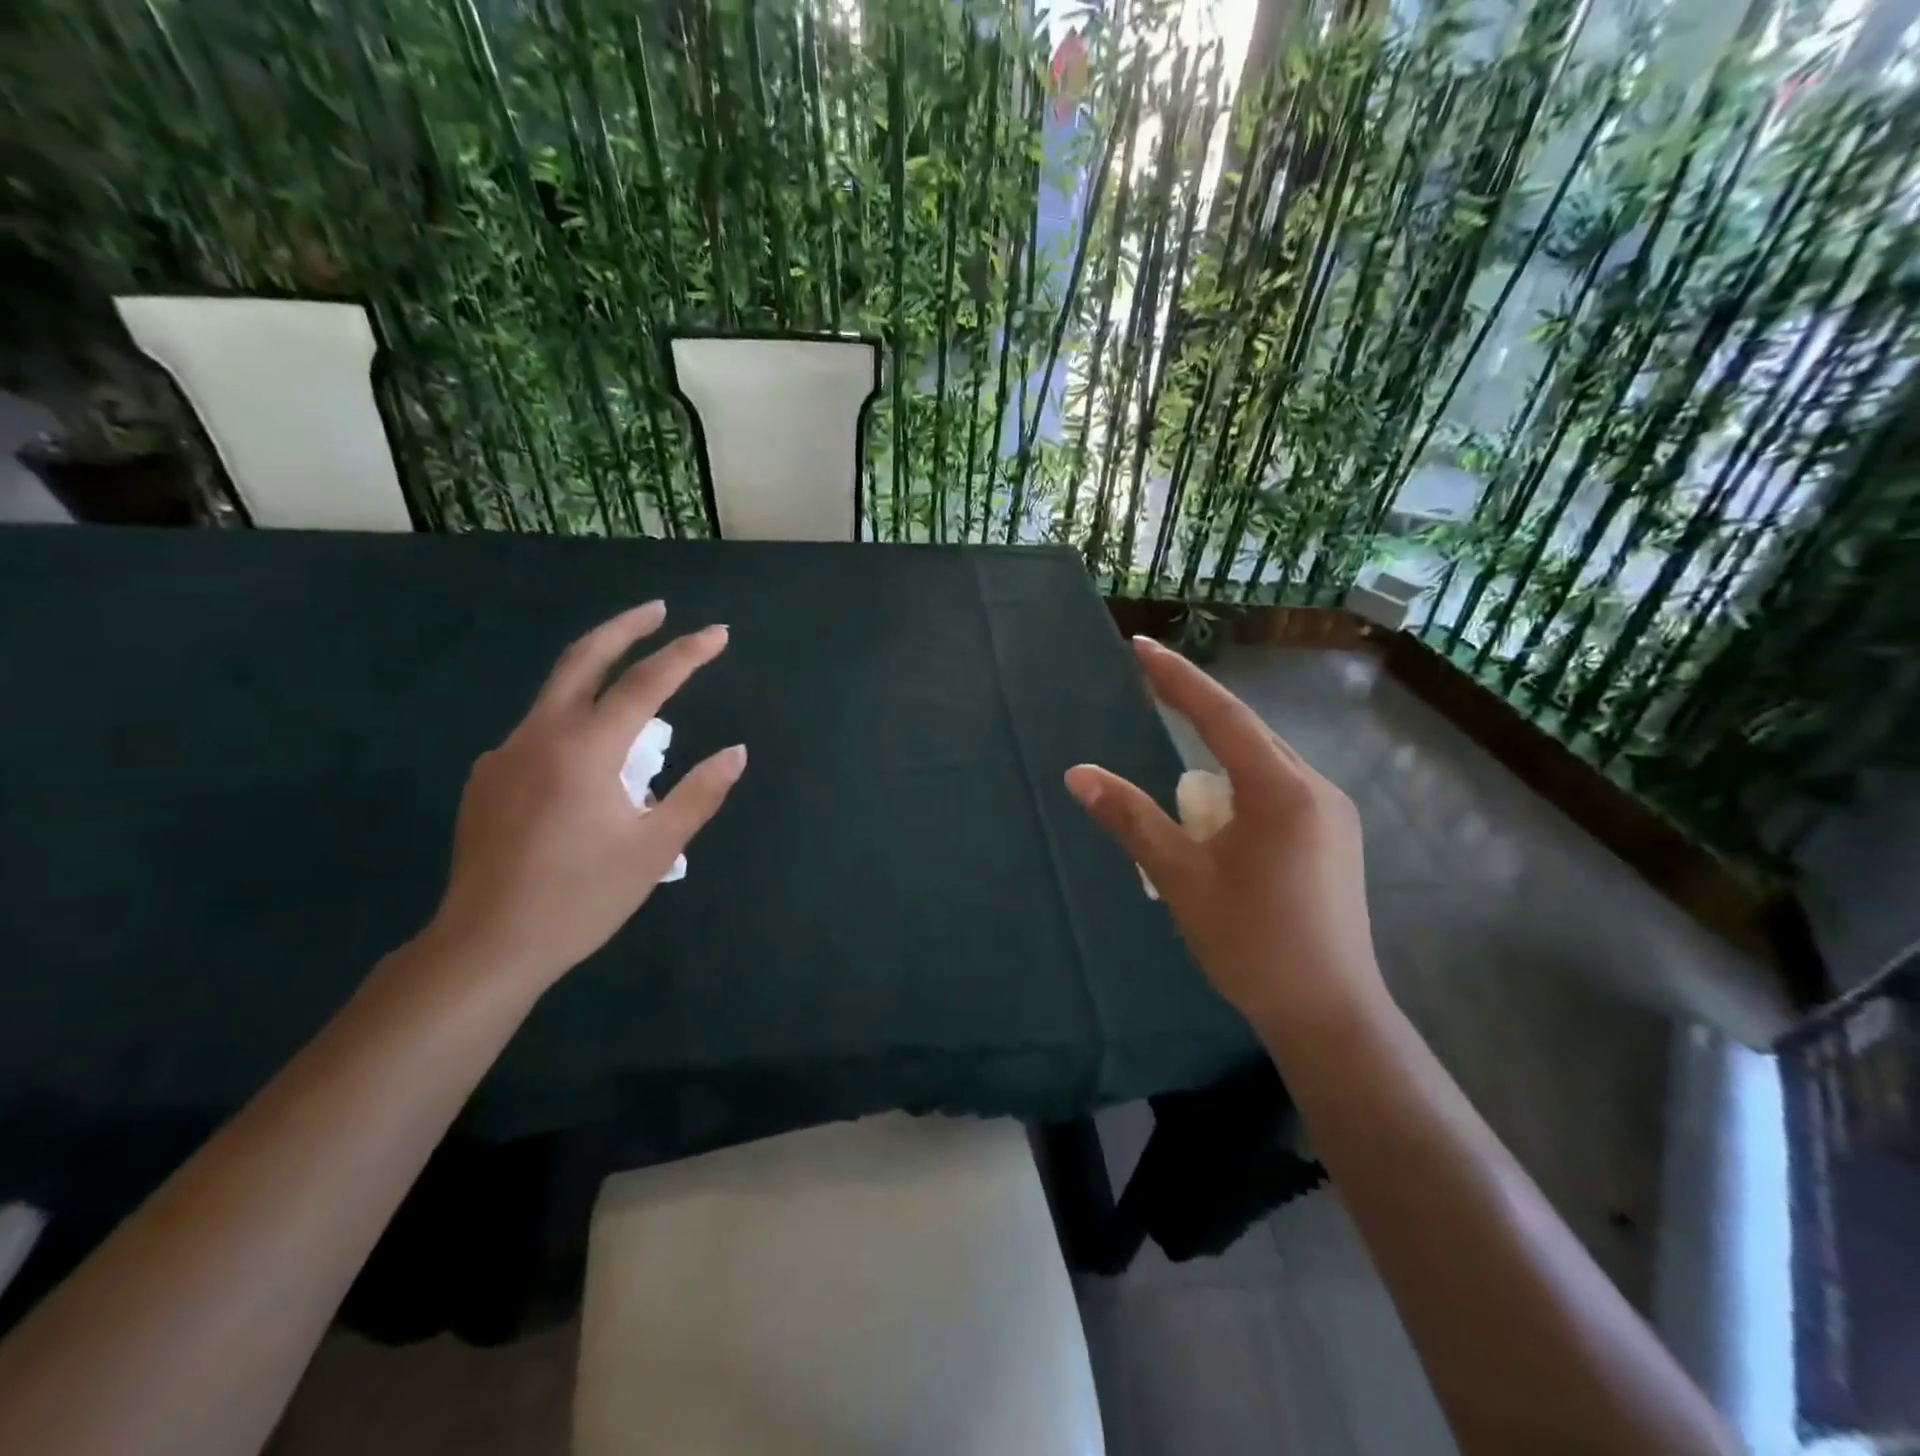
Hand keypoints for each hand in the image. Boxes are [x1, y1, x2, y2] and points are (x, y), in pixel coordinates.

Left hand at [425, 602, 745, 992]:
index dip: (686, 654)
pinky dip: (574, 728)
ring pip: (557, 697)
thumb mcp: (655, 847)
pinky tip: (589, 770)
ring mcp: (505, 755)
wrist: (486, 946)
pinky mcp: (487, 780)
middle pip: (582, 659)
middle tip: (659, 610)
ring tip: (640, 716)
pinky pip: (539, 735)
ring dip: (599, 682)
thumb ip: (699, 793)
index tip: (718, 633)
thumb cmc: (581, 898)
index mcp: (585, 749)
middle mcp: (539, 736)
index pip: (644, 683)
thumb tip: (735, 752)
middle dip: (624, 627)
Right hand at [1065, 636, 1383, 1031]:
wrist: (1329, 1014)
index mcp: (1281, 790)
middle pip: (1247, 732)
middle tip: (1150, 684)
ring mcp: (1333, 813)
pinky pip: (1279, 789)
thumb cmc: (1250, 944)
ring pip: (1264, 763)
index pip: (1220, 715)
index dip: (1177, 677)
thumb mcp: (1181, 878)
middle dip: (1196, 712)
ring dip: (1219, 756)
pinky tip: (1219, 814)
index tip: (1141, 645)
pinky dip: (1240, 786)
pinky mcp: (1335, 837)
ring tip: (1179, 770)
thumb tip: (1078, 774)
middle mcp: (1316, 788)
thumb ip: (1131, 819)